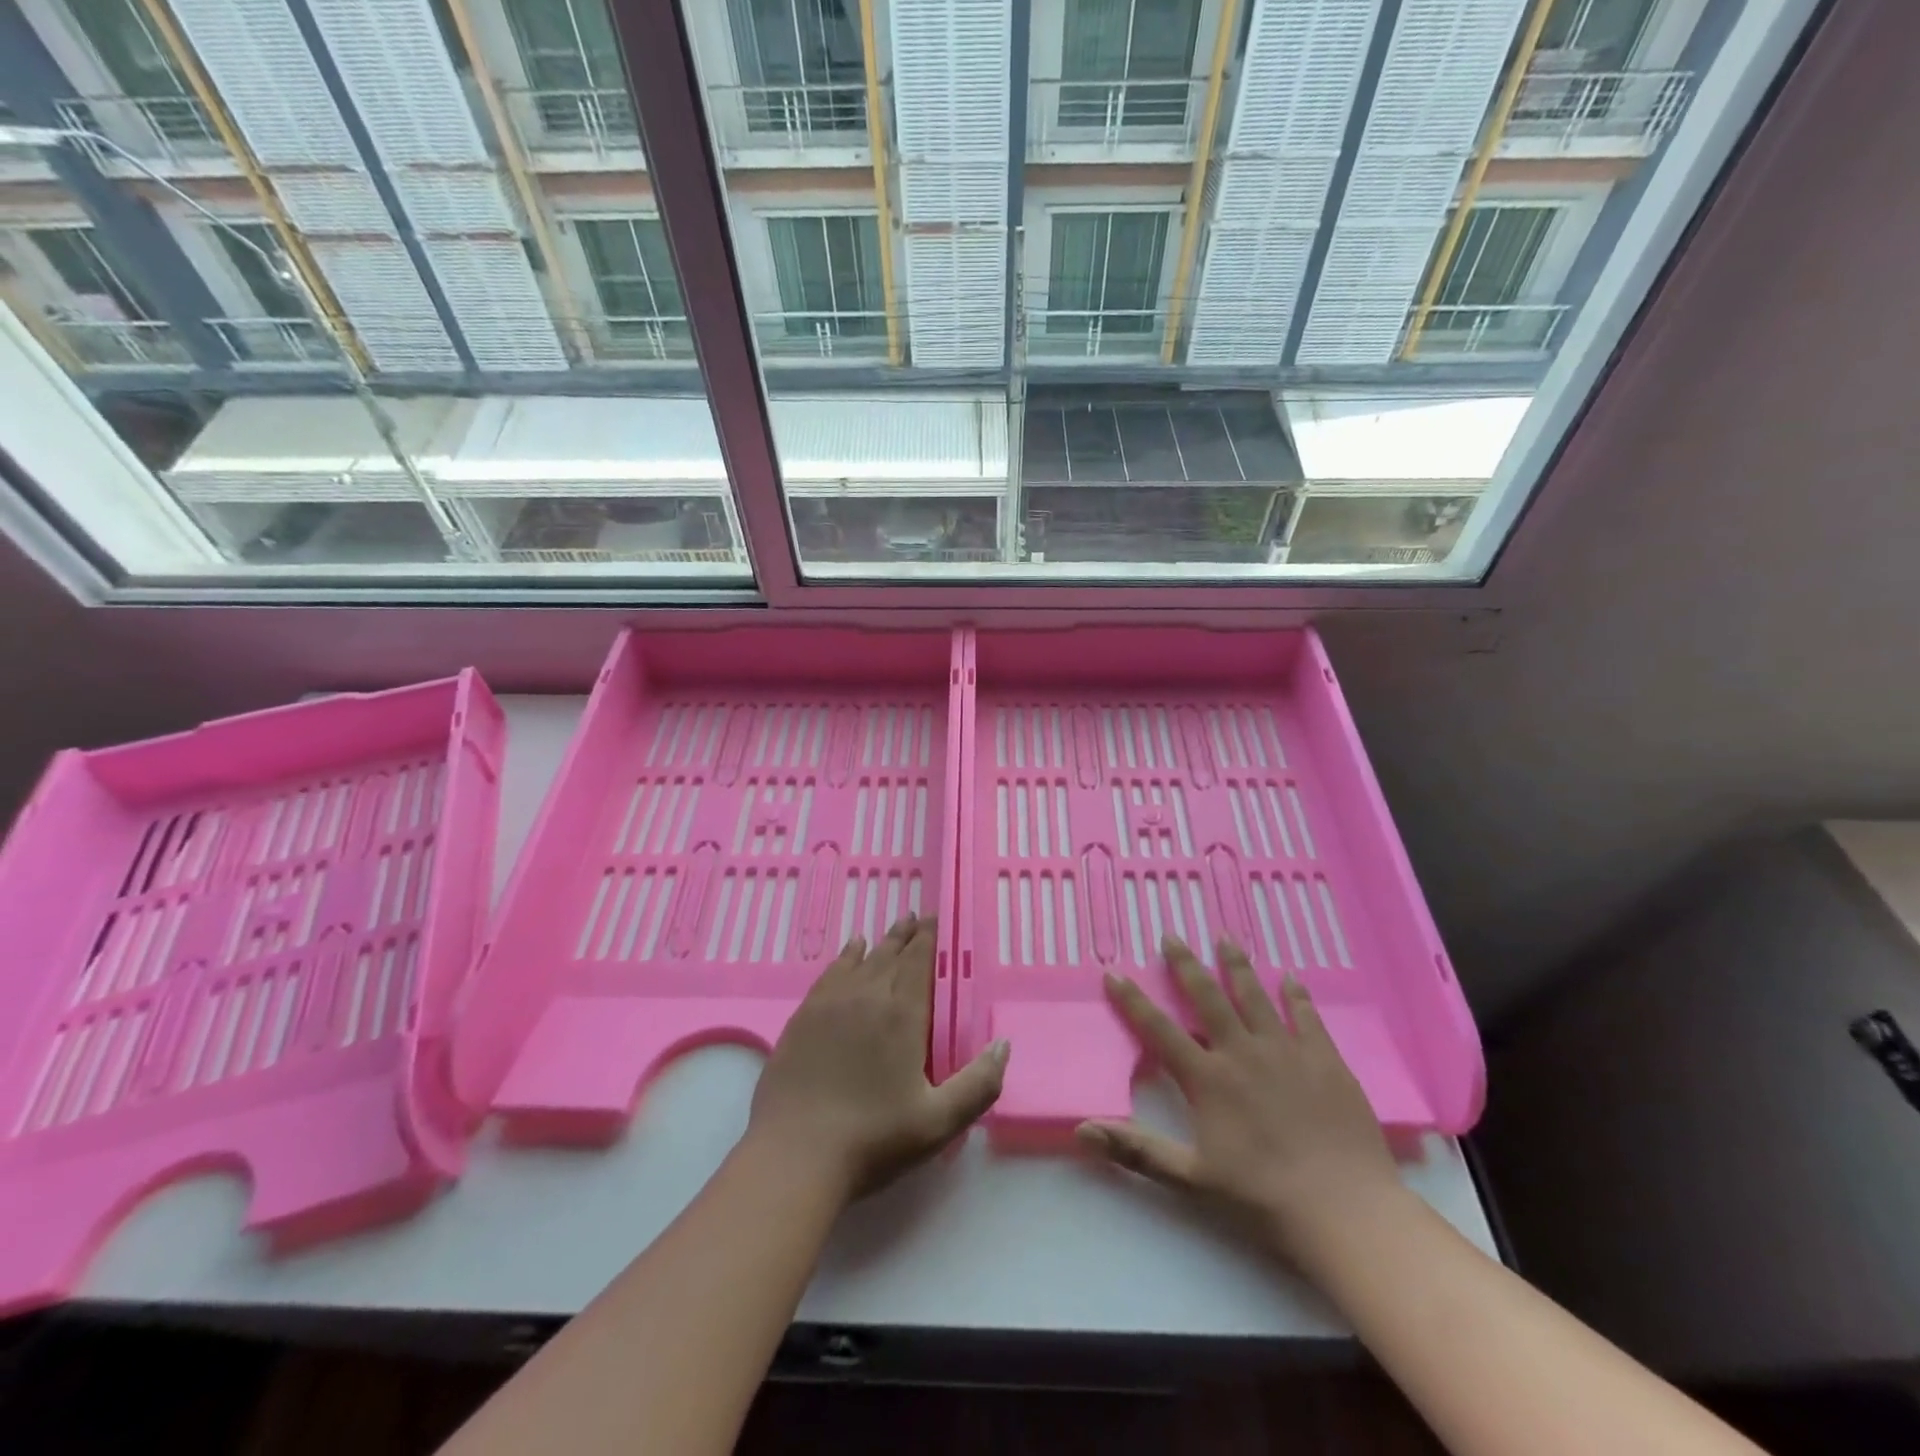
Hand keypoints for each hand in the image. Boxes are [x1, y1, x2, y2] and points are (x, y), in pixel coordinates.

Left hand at [747, 915, 1008, 1201]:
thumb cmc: (873, 1139)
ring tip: (890, 929)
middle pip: (890, 955)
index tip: (933, 919)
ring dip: (879, 943)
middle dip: (906, 935)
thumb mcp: (939, 1122)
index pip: (918, 963)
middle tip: (915, 917)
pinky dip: (845, 957)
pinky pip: (830, 973)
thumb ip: (979, 1084)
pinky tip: (849, 951)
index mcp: (902, 1016)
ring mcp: (830, 1004)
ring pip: (860, 960)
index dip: (927, 939)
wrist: (794, 1155)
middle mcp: (867, 997)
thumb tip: (1003, 1044)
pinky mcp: (802, 1018)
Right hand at [1077, 935, 1403, 1268]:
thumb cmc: (1263, 1198)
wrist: (1346, 1211)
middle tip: (1171, 935)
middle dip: (1186, 965)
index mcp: (1208, 1079)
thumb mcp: (1191, 1179)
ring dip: (1237, 965)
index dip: (1133, 1001)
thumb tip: (1081, 1130)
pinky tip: (1290, 978)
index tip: (1114, 972)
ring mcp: (1286, 1052)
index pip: (1159, 1030)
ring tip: (1225, 937)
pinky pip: (1306, 1017)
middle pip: (1207, 998)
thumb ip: (1137, 1150)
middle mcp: (1242, 1053)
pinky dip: (1296, 995)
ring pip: (1254, 996)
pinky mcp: (1325, 1060)